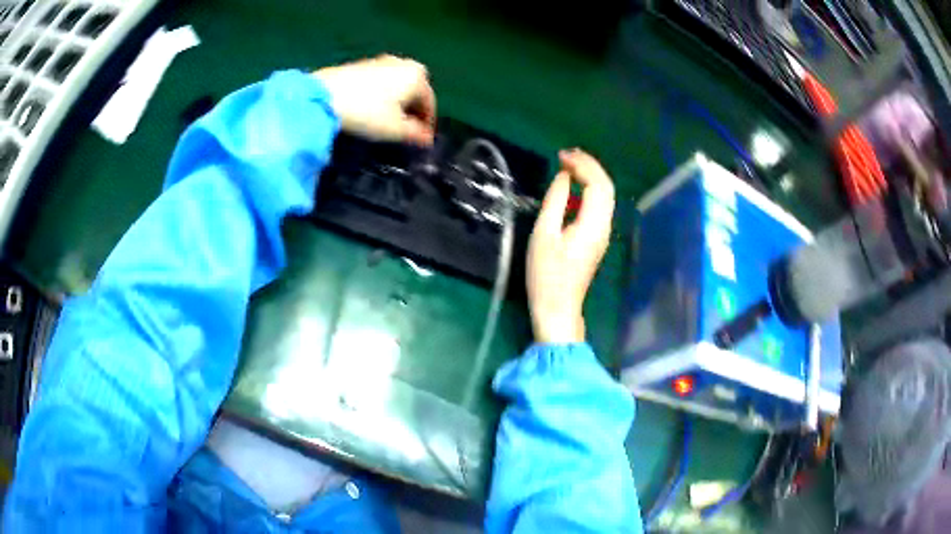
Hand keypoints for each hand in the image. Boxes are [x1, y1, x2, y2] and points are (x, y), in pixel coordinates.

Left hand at [315, 55, 436, 145]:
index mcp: (417, 77)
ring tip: (389, 121)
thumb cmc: (366, 112)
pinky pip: (382, 82)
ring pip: (398, 85)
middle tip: (407, 130)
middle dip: (413, 110)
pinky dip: (383, 95)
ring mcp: (382, 61)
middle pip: (415, 91)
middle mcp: (404, 64)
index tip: (422, 142)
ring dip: (398, 102)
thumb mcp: (395, 129)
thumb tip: (427, 139)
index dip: (427, 125)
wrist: (324, 96)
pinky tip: (373, 109)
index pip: (429, 104)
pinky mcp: (362, 64)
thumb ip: (416, 134)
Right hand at [527, 149, 614, 343]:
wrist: (558, 307)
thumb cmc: (546, 274)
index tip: (560, 156)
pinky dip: (589, 189)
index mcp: (593, 224)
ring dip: (591, 176)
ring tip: (570, 164)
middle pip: (607, 187)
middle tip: (566, 155)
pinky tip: (573, 186)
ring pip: (606, 195)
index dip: (582, 165)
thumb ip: (555, 201)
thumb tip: (563, 176)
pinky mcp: (597, 238)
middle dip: (589, 166)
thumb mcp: (544, 234)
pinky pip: (600, 205)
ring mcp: (603, 233)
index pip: (598, 184)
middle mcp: (604, 225)